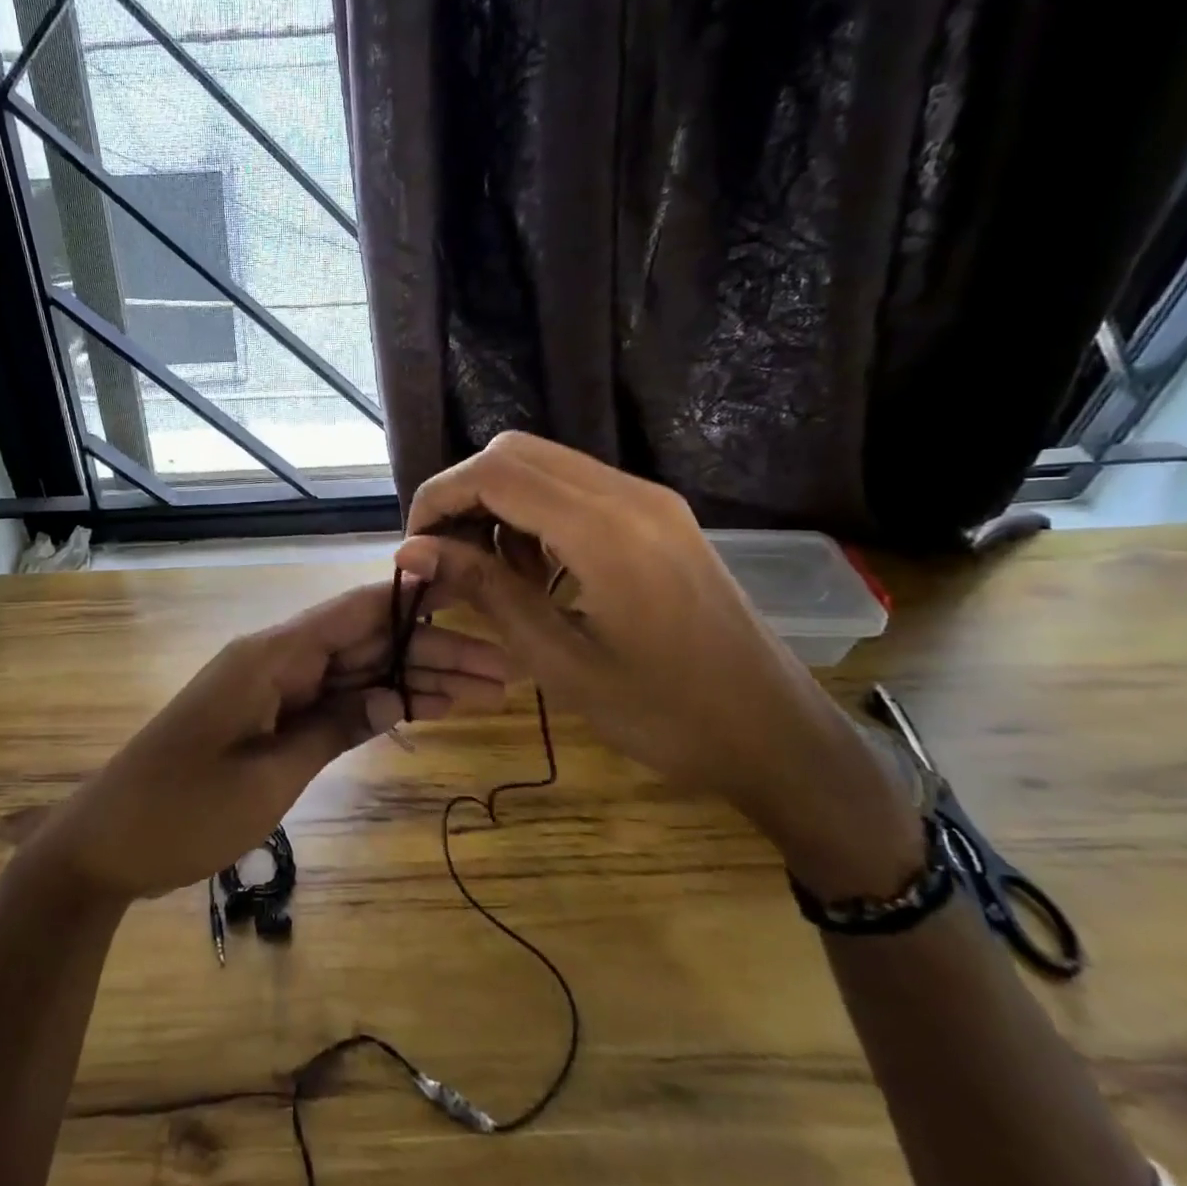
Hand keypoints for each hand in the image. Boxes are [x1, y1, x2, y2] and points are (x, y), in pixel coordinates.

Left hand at [30, 579, 507, 902]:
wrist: (107, 845)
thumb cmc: (182, 812)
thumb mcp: (268, 777)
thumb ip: (335, 729)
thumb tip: (397, 696)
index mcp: (270, 656)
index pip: (355, 611)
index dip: (414, 597)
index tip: (472, 593)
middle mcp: (275, 660)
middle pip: (365, 642)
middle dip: (432, 654)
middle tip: (503, 674)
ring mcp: (272, 690)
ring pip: (355, 673)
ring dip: (413, 681)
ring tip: (482, 695)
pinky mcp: (268, 719)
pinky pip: (331, 702)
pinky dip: (375, 706)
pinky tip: (422, 711)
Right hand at [397, 432, 919, 895]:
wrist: (774, 733)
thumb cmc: (663, 714)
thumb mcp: (558, 661)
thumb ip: (484, 591)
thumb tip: (411, 551)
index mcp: (605, 530)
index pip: (495, 472)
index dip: (439, 497)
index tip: (415, 547)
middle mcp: (629, 494)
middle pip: (516, 452)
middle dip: (464, 493)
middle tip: (446, 555)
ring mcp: (650, 500)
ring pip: (545, 464)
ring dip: (499, 503)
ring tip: (492, 571)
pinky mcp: (659, 516)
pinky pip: (577, 488)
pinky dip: (536, 513)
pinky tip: (536, 569)